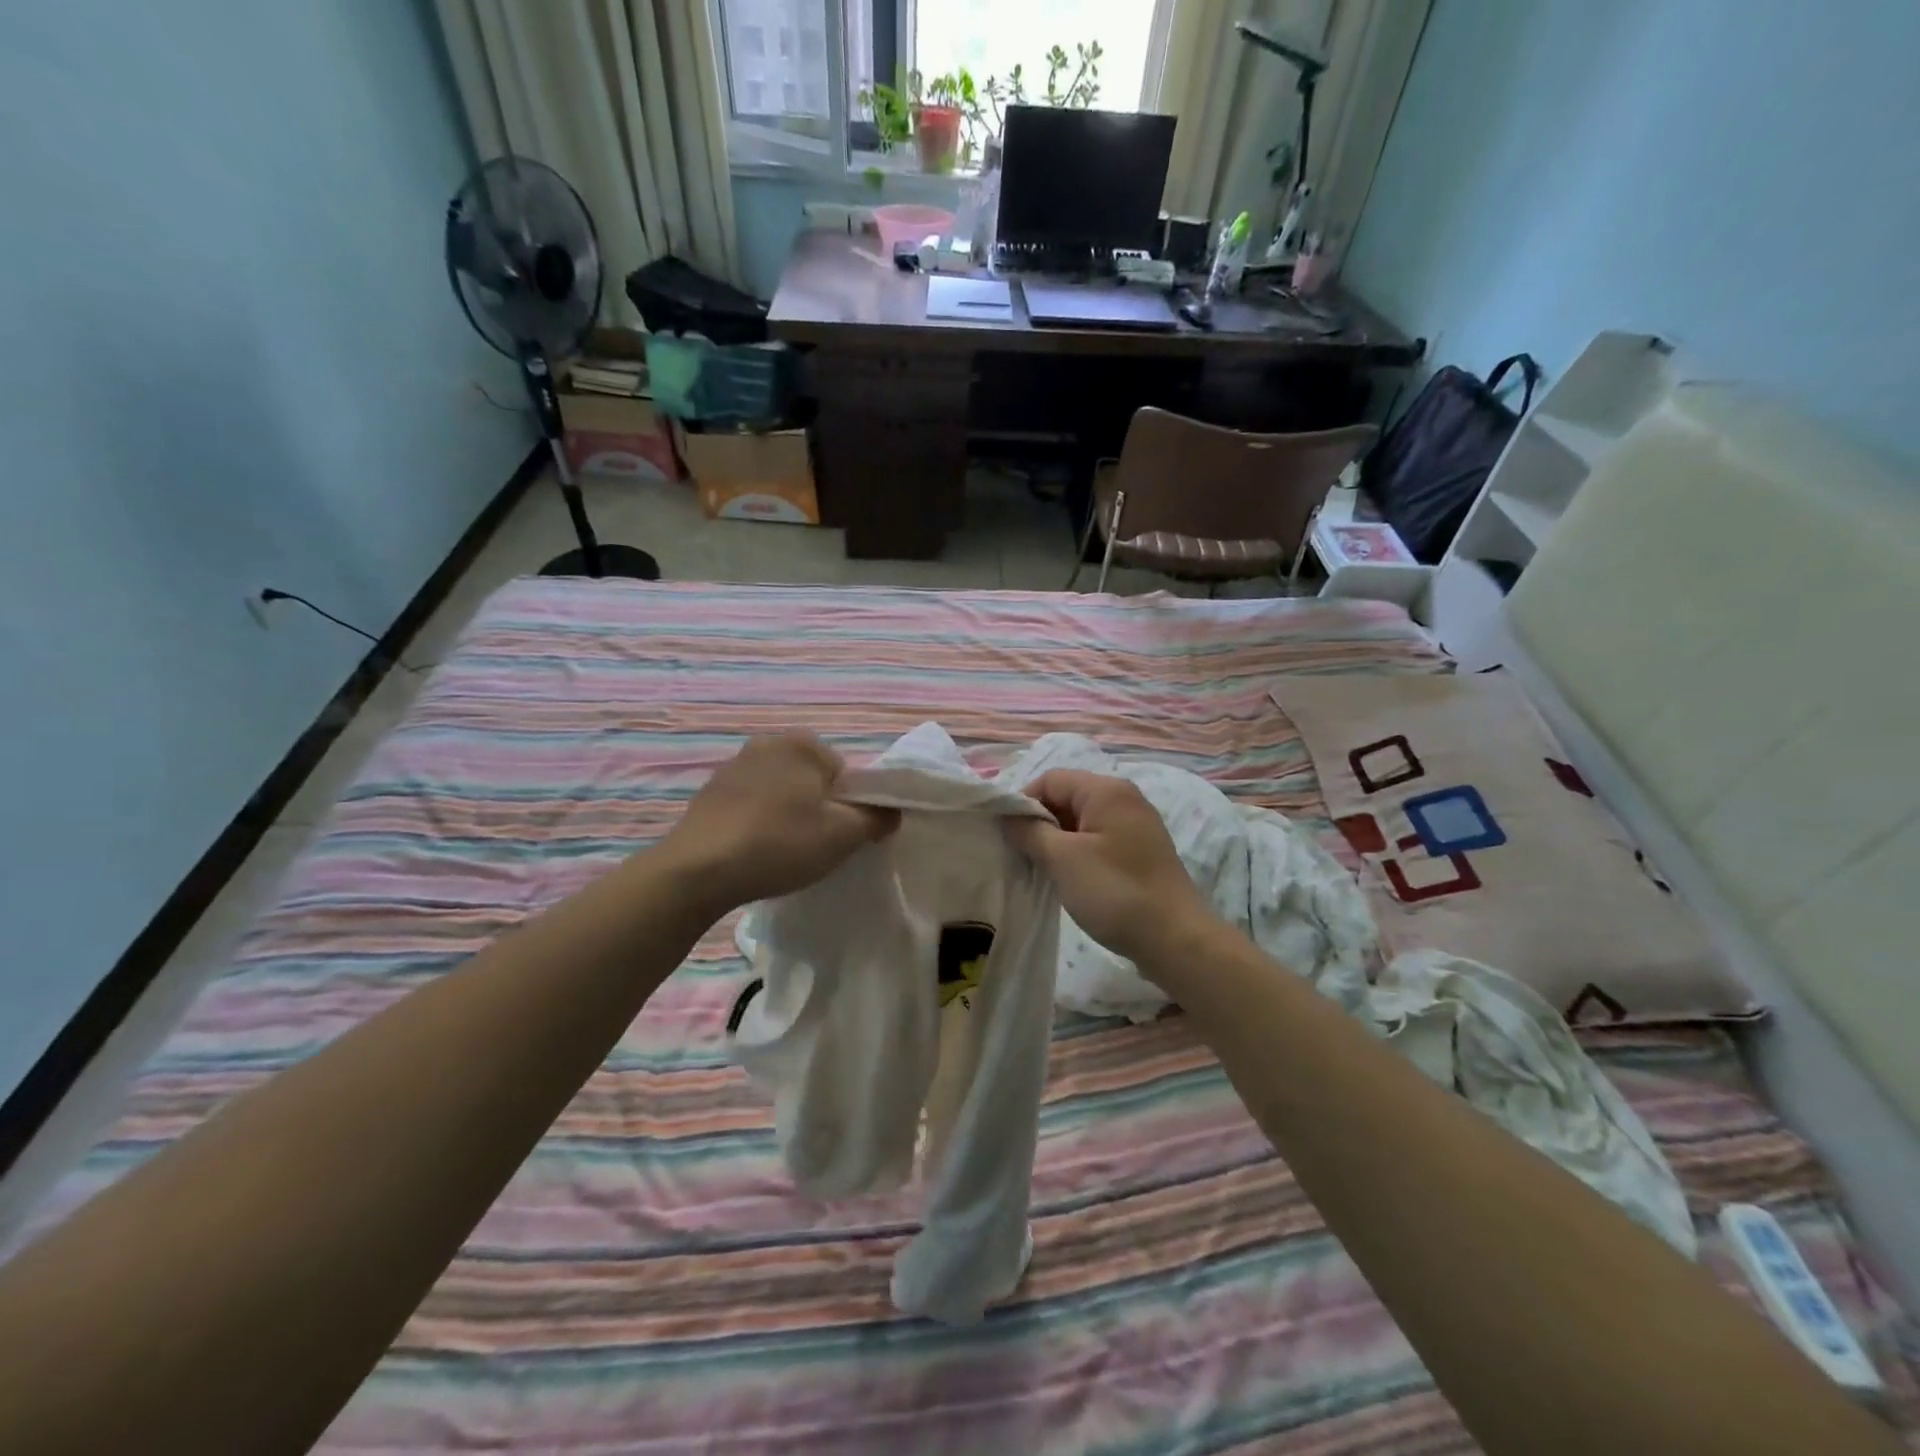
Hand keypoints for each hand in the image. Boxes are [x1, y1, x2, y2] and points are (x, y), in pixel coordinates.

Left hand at [659, 734, 897, 914]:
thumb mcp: (844, 835)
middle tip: (813, 846)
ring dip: (787, 816)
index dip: (849, 808)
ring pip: (780, 793)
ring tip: (781, 853)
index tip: (838, 837)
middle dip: (817, 809)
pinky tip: (753, 851)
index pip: (845, 774)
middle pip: (812, 780)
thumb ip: (878, 818)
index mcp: (802, 742)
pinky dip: (758, 823)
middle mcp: (766, 742)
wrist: (697, 871)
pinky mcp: (709, 793)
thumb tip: (891, 811)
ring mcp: (732, 766)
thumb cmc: (780, 844)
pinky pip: (750, 805)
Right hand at [1004, 770, 1216, 971]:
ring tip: (1042, 870)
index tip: (1008, 836)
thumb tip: (1009, 817)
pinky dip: (1077, 853)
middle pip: (1067, 797)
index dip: (1024, 803)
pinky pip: (1098, 840)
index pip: (1050, 780)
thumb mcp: (1063, 860)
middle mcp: (1124, 799)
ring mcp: (1135, 826)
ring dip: (1057, 841)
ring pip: (1081, 821)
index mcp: (1106, 790)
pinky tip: (1069, 879)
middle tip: (1022, 856)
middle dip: (1040, 823)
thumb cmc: (1115, 892)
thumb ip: (1030, 832)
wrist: (1175, 939)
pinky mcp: (1139, 851)